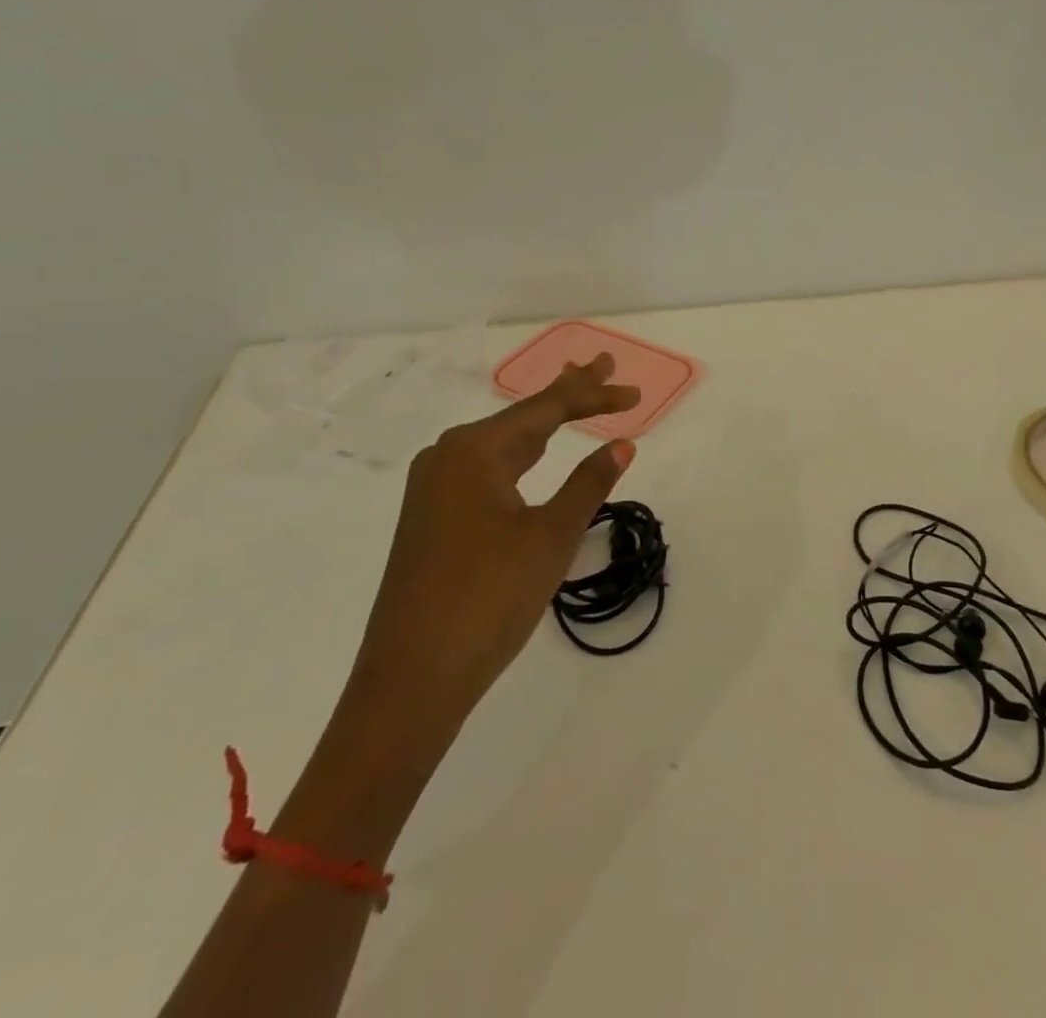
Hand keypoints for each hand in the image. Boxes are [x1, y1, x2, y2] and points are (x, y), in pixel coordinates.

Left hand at [345, 354, 641, 735]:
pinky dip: (522, 454)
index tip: (634, 393)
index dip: (594, 397)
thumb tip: (622, 444)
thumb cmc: (488, 598)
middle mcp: (447, 458)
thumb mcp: (550, 537)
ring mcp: (435, 490)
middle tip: (604, 364)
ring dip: (545, 422)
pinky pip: (488, 469)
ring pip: (504, 442)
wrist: (411, 680)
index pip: (546, 409)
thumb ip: (588, 484)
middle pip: (522, 416)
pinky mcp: (433, 519)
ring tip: (576, 398)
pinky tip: (533, 453)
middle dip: (568, 393)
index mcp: (473, 451)